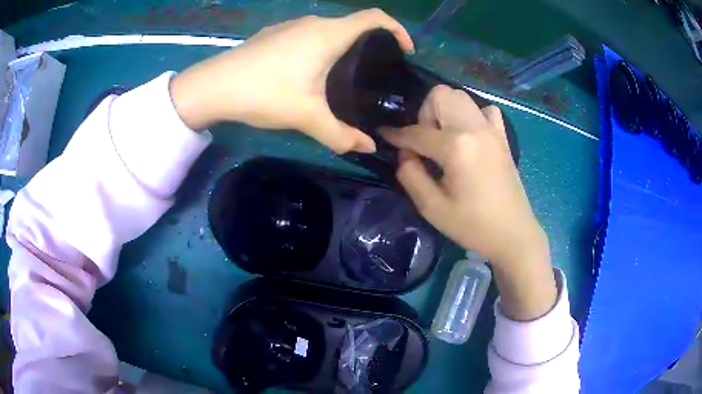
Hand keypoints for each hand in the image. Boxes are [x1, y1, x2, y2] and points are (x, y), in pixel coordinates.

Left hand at [170, 9, 413, 153]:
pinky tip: (310, 70)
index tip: (405, 51)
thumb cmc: (265, 93)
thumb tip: (367, 147)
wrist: (214, 86)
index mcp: (329, 34)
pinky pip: (308, 34)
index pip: (375, 17)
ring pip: (329, 29)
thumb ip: (340, 134)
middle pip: (354, 23)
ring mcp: (290, 25)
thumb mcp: (306, 116)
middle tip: (377, 70)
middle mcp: (313, 22)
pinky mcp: (274, 34)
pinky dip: (321, 46)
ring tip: (346, 72)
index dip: (397, 30)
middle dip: (373, 42)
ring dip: (344, 44)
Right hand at [381, 85, 556, 319]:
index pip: (416, 132)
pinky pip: (484, 110)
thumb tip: (406, 154)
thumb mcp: (432, 207)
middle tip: (425, 143)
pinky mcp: (502, 136)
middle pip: (440, 95)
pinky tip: (469, 136)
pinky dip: (471, 116)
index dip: (396, 135)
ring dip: (445, 111)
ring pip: (460, 96)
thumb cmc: (473, 225)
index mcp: (456, 147)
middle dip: (424, 114)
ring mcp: (491, 129)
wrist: (513, 233)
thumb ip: (410, 174)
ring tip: (445, 139)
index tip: (384, 136)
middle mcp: (474, 128)